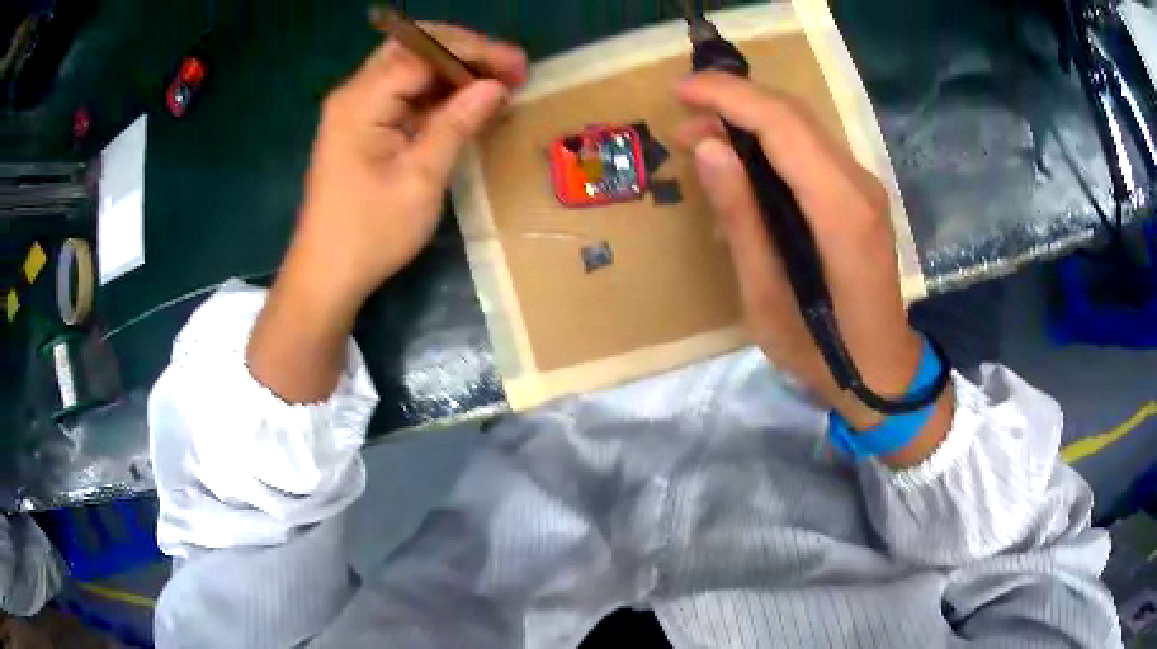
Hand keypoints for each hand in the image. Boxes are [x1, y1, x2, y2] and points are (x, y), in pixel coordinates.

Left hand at [287, 25, 527, 312]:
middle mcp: (354, 94)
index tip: (517, 66)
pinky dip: (437, 93)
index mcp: (362, 102)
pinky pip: (403, 94)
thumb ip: (456, 125)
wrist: (326, 274)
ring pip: (409, 68)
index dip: (474, 52)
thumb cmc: (370, 234)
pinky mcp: (360, 127)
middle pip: (413, 49)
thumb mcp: (420, 179)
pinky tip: (466, 103)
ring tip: (498, 83)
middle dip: (464, 52)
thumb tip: (495, 87)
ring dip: (453, 70)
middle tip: (509, 68)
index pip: (424, 52)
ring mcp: (355, 110)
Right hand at [676, 73, 951, 463]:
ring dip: (750, 116)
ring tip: (702, 135)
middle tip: (683, 114)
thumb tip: (707, 146)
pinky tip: (742, 156)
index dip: (729, 97)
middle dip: (734, 99)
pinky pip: (812, 148)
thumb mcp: (766, 297)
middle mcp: (859, 185)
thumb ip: (741, 218)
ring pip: (804, 125)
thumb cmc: (822, 352)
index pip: (783, 125)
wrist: (882, 373)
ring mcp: (865, 188)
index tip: (679, 92)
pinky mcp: (860, 196)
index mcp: (840, 212)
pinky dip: (771, 137)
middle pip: (795, 114)